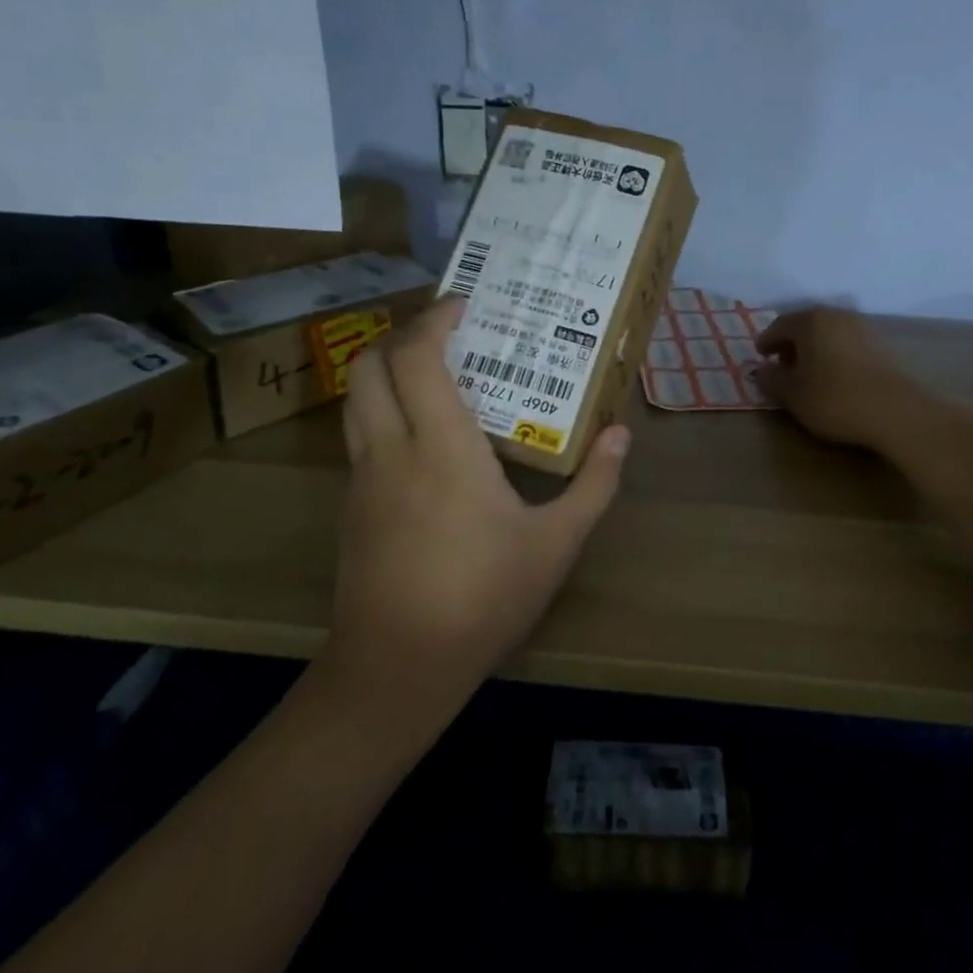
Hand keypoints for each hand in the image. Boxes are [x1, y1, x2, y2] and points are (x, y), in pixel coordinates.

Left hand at [324, 298, 628, 719]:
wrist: (397, 667)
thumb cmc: (483, 597)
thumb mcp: (556, 543)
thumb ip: (595, 485)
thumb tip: (621, 436)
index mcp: (441, 447)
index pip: (416, 358)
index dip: (434, 320)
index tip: (465, 305)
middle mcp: (391, 449)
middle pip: (369, 364)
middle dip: (401, 334)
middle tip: (447, 332)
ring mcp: (362, 478)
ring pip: (356, 399)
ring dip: (386, 370)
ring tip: (434, 374)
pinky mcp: (351, 506)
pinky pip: (360, 435)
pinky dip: (383, 410)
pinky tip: (422, 438)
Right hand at [753, 307, 927, 449]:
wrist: (894, 412)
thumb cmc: (833, 398)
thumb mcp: (792, 394)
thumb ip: (771, 379)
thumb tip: (761, 371)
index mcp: (811, 321)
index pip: (780, 325)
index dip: (767, 341)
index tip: (760, 356)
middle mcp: (837, 316)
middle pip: (806, 325)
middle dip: (791, 344)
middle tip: (781, 364)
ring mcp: (863, 329)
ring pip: (828, 334)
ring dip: (814, 350)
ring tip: (807, 374)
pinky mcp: (881, 347)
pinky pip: (847, 345)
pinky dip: (834, 355)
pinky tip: (833, 377)